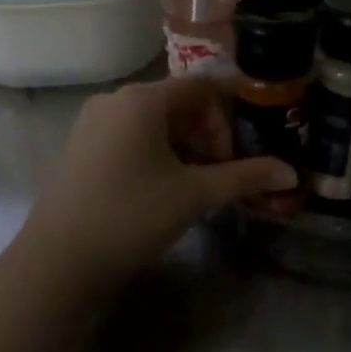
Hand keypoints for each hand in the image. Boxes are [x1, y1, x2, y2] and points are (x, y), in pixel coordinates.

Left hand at [19, 75, 294, 286]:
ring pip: (155, 124)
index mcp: (142, 99)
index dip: (228, 118)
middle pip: (179, 104)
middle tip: (220, 178)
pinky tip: (163, 191)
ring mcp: (93, 123)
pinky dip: (158, 156)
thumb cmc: (132, 216)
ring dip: (185, 150)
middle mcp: (115, 100)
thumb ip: (245, 177)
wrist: (58, 262)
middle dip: (208, 138)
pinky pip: (131, 138)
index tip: (238, 156)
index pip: (203, 88)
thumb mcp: (195, 195)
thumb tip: (292, 173)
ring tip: (195, 190)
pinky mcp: (81, 148)